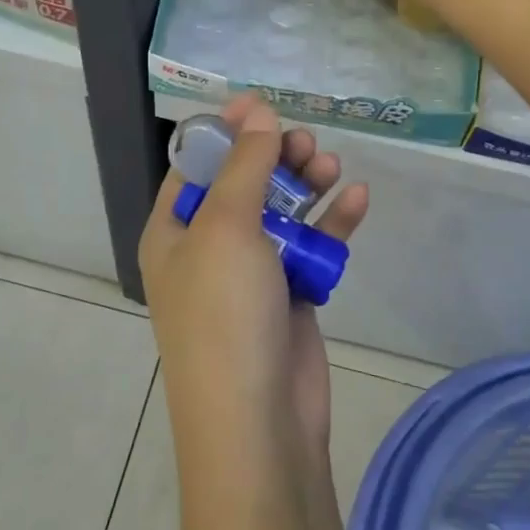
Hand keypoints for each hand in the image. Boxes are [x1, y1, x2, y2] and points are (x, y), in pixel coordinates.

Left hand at [138, 94, 369, 468]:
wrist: (259, 424)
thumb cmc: (226, 313)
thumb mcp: (227, 227)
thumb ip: (245, 166)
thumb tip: (256, 111)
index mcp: (173, 231)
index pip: (194, 166)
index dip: (226, 132)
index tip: (262, 106)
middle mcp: (207, 249)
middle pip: (243, 184)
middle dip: (273, 157)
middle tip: (304, 141)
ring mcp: (250, 274)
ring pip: (280, 212)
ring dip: (305, 185)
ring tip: (330, 165)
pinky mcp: (290, 296)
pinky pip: (309, 247)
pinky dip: (331, 223)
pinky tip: (356, 197)